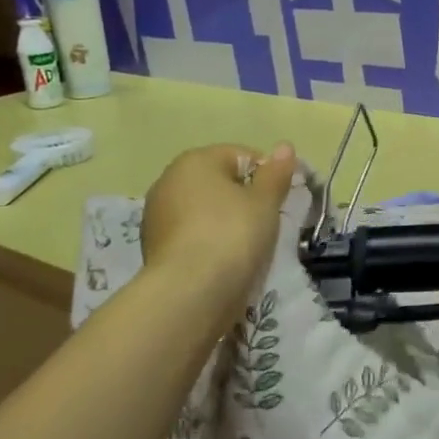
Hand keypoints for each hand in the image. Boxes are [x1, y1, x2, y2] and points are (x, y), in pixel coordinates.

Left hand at [141, 142, 297, 297]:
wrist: (190, 292)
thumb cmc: (232, 234)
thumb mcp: (265, 202)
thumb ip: (276, 173)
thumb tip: (285, 147)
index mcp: (195, 161)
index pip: (242, 156)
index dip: (267, 176)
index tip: (280, 201)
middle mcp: (168, 181)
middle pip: (220, 183)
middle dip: (244, 200)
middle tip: (266, 224)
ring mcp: (157, 216)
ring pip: (205, 211)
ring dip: (226, 223)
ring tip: (246, 247)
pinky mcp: (154, 247)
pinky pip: (193, 236)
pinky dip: (209, 243)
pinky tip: (224, 262)